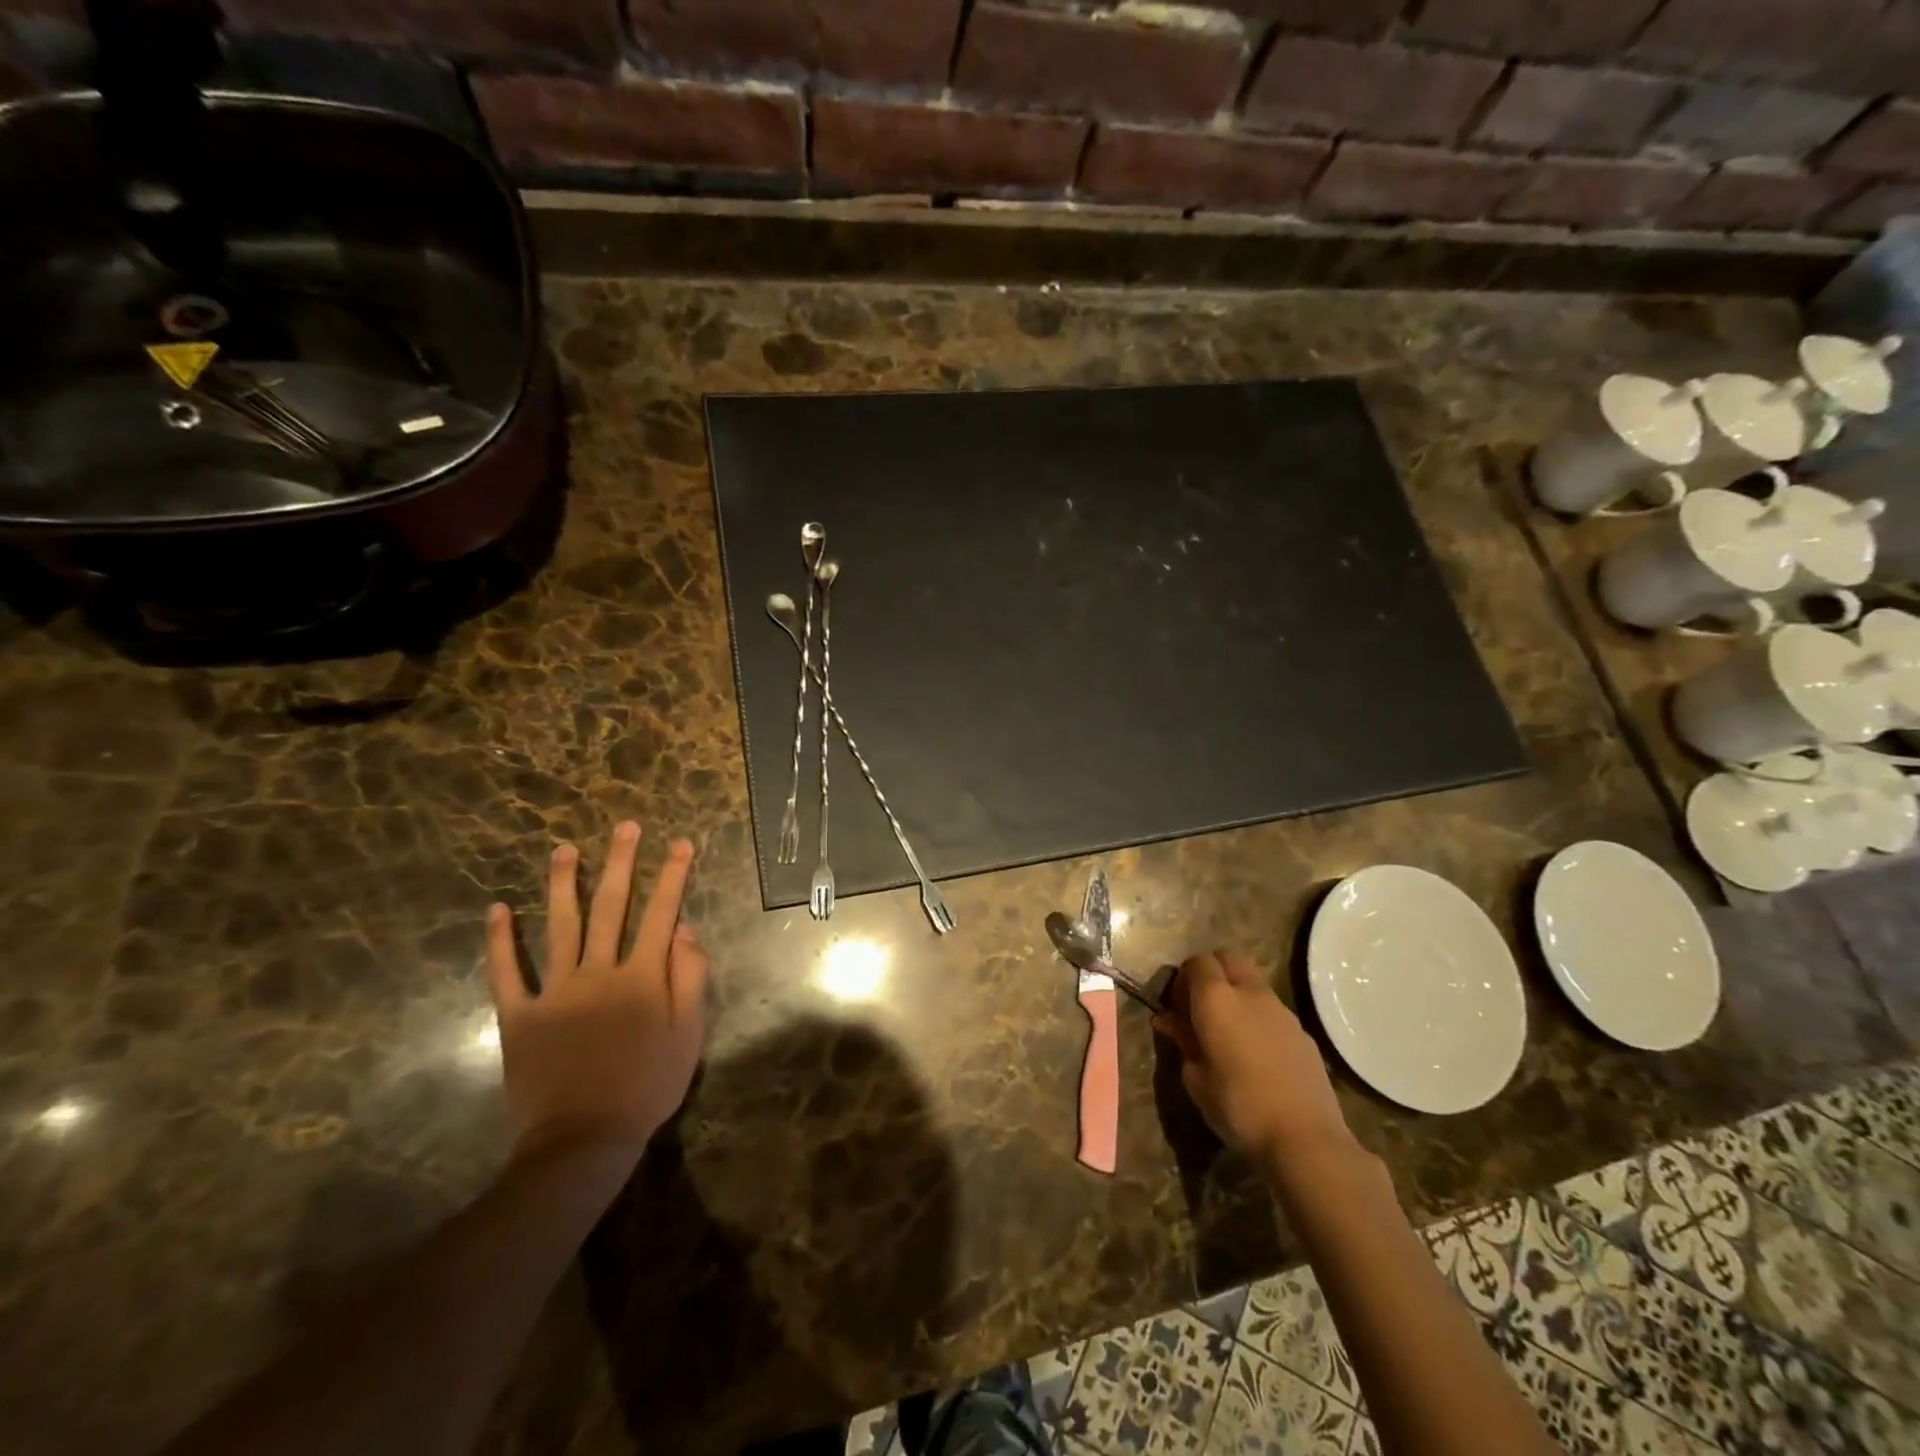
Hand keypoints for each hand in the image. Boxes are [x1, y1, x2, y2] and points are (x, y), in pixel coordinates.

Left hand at [485, 822, 708, 1164]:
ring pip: (560, 927)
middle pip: (612, 906)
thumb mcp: (689, 1033)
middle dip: (622, 862)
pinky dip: (500, 941)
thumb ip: (690, 977)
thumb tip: (685, 929)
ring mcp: (555, 991)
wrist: (584, 1139)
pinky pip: (507, 973)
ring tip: (564, 850)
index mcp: (643, 976)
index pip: (662, 913)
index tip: (680, 843)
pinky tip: (496, 910)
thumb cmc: (648, 1085)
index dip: (673, 876)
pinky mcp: (519, 1015)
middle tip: (626, 827)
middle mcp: (599, 972)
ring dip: (562, 885)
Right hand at [1152, 949, 1353, 1166]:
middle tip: (1200, 1007)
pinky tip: (1257, 1053)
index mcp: (1216, 999)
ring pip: (1252, 982)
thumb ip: (1183, 1040)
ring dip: (1237, 993)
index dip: (1184, 978)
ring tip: (1229, 1032)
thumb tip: (1170, 1020)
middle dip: (1211, 972)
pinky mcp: (1302, 1032)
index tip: (1177, 1006)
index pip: (1197, 962)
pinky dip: (1258, 1017)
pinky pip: (1272, 1010)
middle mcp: (1249, 992)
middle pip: (1227, 958)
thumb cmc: (1238, 1107)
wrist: (1305, 1139)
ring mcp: (1281, 1010)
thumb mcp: (1195, 1077)